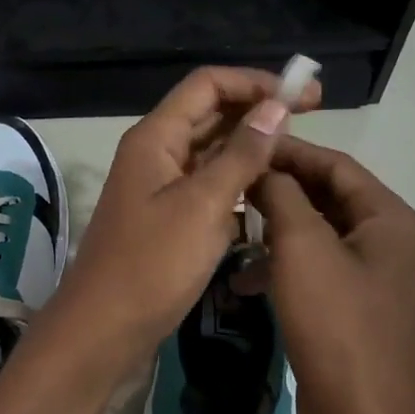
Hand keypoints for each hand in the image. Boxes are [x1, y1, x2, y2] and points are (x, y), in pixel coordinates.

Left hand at [46, 67, 320, 364]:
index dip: (256, 83)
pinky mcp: (168, 218)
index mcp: (155, 138)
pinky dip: (237, 184)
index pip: (208, 85)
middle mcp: (156, 153)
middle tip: (311, 120)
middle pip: (210, 114)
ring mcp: (160, 187)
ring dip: (250, 148)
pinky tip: (268, 195)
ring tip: (296, 156)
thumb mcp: (203, 206)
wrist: (104, 330)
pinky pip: (207, 186)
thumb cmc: (151, 265)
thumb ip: (241, 155)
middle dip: (257, 111)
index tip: (305, 97)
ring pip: (211, 152)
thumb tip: (276, 107)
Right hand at [249, 137, 414, 413]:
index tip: (244, 145)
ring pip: (318, 236)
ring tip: (232, 227)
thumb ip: (282, 195)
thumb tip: (265, 168)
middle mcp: (389, 243)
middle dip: (280, 190)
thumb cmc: (335, 323)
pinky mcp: (355, 311)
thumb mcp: (301, 246)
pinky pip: (317, 271)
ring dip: (277, 229)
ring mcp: (374, 280)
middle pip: (329, 198)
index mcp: (390, 220)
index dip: (290, 152)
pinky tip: (245, 279)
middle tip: (233, 182)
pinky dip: (284, 267)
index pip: (336, 165)